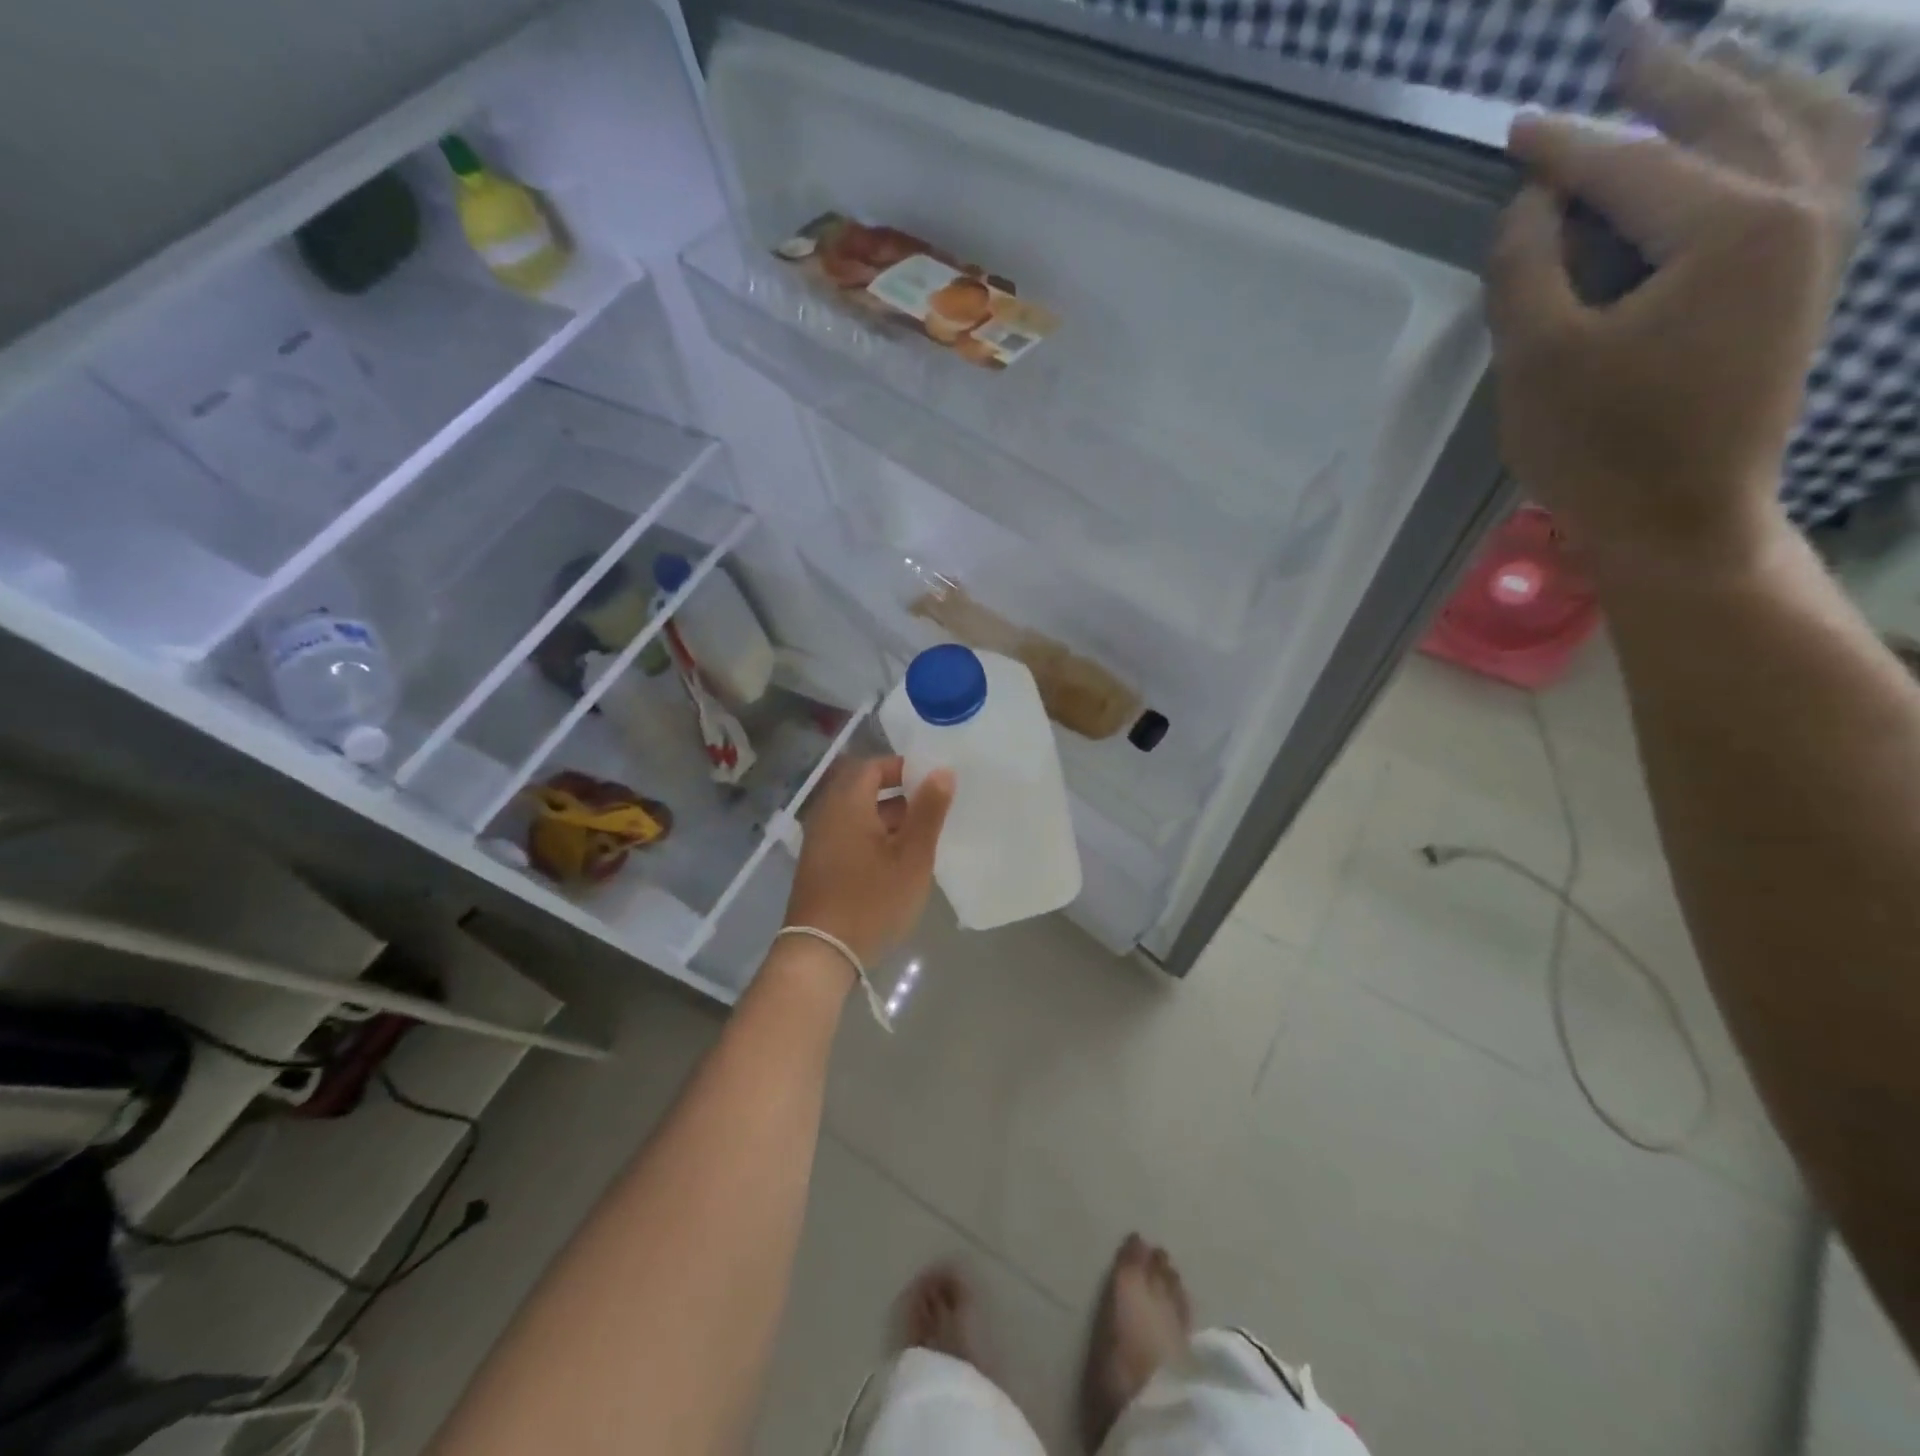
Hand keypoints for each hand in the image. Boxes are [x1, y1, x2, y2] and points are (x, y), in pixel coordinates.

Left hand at [783, 755, 953, 969]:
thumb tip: (942, 771)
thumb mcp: (911, 856)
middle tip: (933, 807)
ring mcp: (819, 841)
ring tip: (922, 835)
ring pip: (857, 814)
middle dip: (899, 794)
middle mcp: (827, 814)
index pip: (872, 766)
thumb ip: (928, 811)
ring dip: (888, 818)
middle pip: (863, 789)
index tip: (932, 780)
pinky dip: (873, 837)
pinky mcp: (819, 865)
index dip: (903, 767)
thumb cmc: (871, 900)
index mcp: (846, 803)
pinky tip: (898, 860)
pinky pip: (849, 835)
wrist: (821, 953)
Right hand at [1486, 18, 1874, 570]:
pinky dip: (1794, 123)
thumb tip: (1535, 201)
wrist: (1681, 517)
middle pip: (1733, 111)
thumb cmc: (1601, 446)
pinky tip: (1766, 122)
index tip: (1515, 125)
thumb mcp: (1536, 360)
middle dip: (1671, 72)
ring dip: (1748, 80)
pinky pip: (1825, 162)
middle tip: (1624, 37)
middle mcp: (1798, 207)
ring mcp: (1822, 238)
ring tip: (1705, 56)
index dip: (1563, 145)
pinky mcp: (1815, 275)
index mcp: (1730, 225)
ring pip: (1802, 119)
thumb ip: (1527, 268)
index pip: (1631, 163)